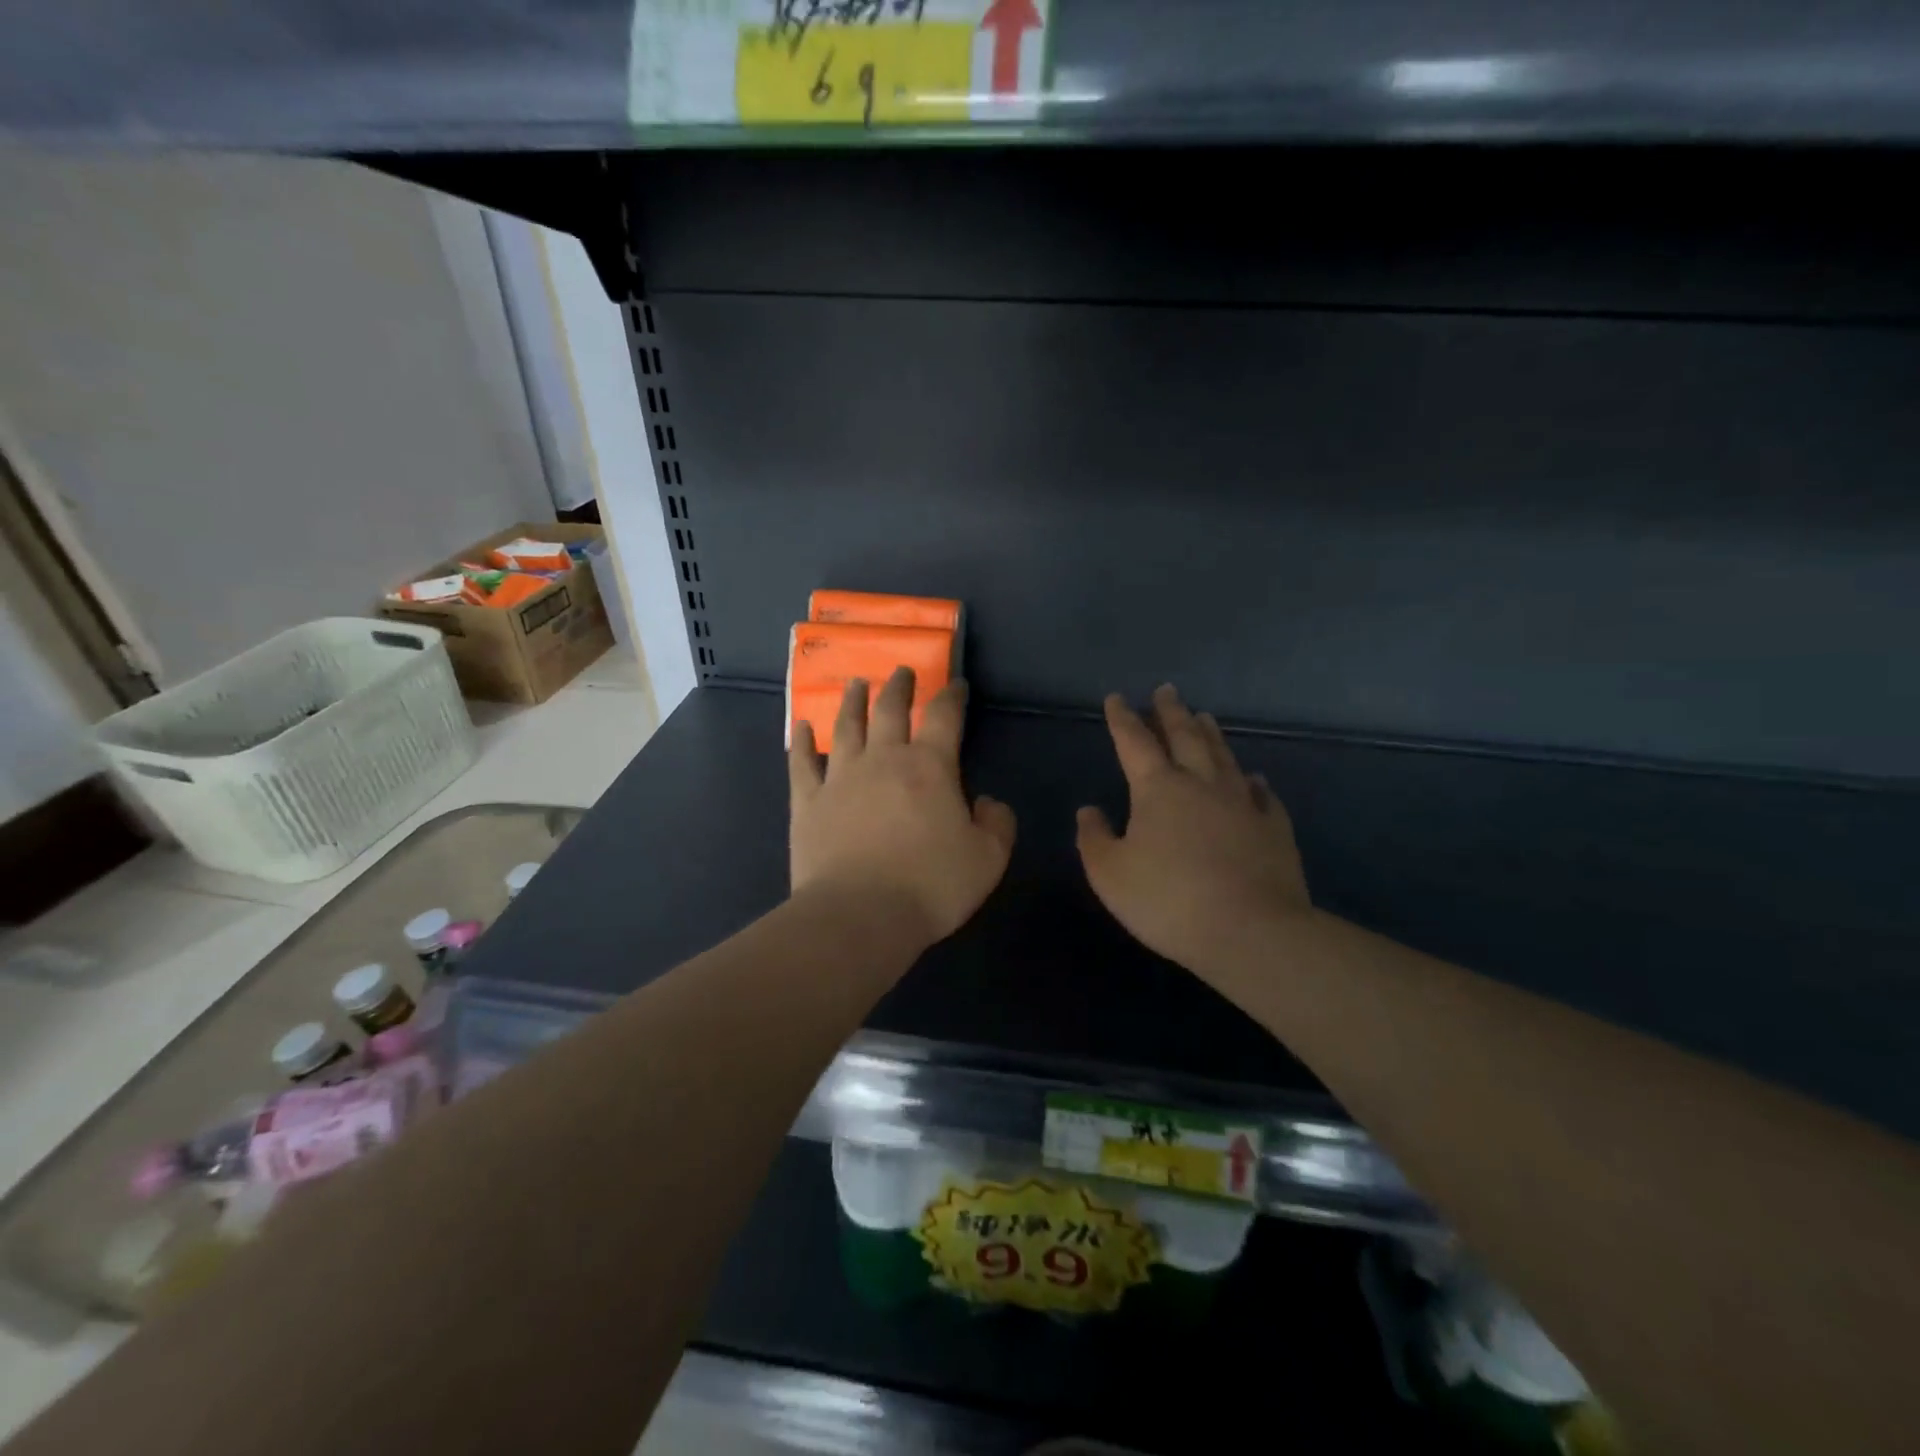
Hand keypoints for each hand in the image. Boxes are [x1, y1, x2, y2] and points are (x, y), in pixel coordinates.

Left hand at [790, 668, 1016, 946]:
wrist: (860, 914)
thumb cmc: (931, 885)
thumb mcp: (988, 858)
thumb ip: (997, 823)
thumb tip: (987, 802)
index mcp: (929, 767)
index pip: (944, 717)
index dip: (952, 696)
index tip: (955, 684)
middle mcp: (883, 760)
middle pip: (890, 710)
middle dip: (898, 687)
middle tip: (901, 672)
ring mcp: (841, 778)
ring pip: (846, 727)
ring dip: (852, 702)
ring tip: (856, 684)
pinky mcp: (808, 802)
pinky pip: (803, 763)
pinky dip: (802, 742)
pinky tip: (801, 727)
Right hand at [1076, 685, 1310, 974]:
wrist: (1251, 931)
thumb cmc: (1168, 901)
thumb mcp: (1110, 874)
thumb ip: (1094, 838)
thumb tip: (1089, 810)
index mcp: (1158, 789)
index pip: (1135, 742)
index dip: (1123, 719)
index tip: (1117, 698)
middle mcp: (1202, 783)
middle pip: (1185, 736)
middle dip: (1172, 712)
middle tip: (1167, 690)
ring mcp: (1243, 803)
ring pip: (1224, 756)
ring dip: (1210, 735)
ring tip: (1204, 716)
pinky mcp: (1274, 827)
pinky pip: (1263, 794)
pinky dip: (1253, 781)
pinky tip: (1253, 778)